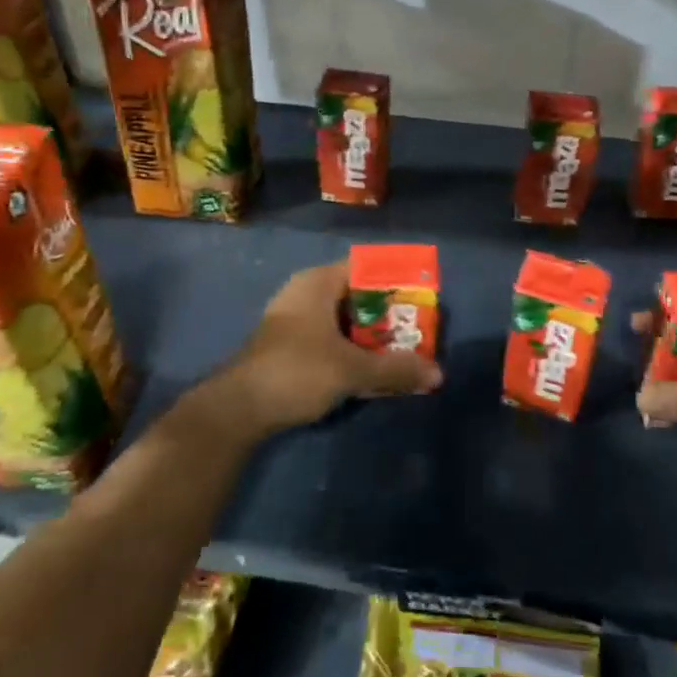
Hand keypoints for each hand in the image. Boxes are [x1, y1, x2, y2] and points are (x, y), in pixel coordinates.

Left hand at [213, 261, 441, 437]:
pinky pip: (330, 337)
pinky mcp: (287, 345)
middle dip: (388, 313)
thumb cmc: (297, 371)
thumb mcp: (352, 370)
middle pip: (357, 294)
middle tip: (418, 330)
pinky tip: (369, 368)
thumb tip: (438, 374)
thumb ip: (395, 369)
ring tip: (401, 351)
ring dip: (370, 335)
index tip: (422, 298)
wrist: (237, 409)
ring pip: (343, 319)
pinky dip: (351, 348)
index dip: (396, 280)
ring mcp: (293, 319)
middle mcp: (305, 292)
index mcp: (318, 282)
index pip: (366, 267)